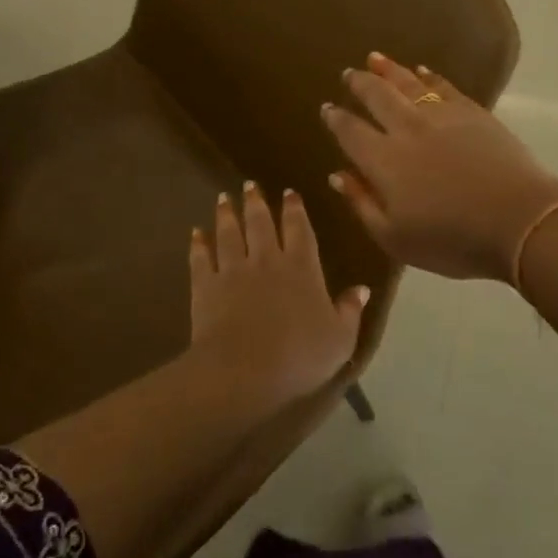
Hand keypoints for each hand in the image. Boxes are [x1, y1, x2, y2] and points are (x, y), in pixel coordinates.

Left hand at [188, 183, 368, 403]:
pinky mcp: (206, 286)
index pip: (299, 229)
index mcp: (302, 268)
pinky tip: (195, 233)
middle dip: (256, 202)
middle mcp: (267, 260)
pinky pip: (201, 258)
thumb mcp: (340, 339)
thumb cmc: (299, 356)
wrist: (243, 371)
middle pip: (260, 223)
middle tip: (249, 185)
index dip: (295, 209)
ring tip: (223, 199)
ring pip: (229, 234)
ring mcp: (233, 270)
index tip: (289, 192)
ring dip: (226, 215)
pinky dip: (198, 244)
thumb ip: (350, 311)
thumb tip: (362, 288)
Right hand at [322, 52, 557, 282]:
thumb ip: (362, 204)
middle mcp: (407, 129)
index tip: (327, 109)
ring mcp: (442, 117)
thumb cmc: (453, 240)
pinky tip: (422, 71)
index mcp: (383, 161)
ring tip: (374, 59)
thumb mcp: (396, 238)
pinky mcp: (473, 113)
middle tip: (348, 73)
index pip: (351, 132)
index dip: (337, 119)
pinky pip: (444, 87)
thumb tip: (337, 175)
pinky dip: (430, 77)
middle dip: (359, 84)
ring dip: (389, 70)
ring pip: (408, 84)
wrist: (519, 220)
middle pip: (377, 97)